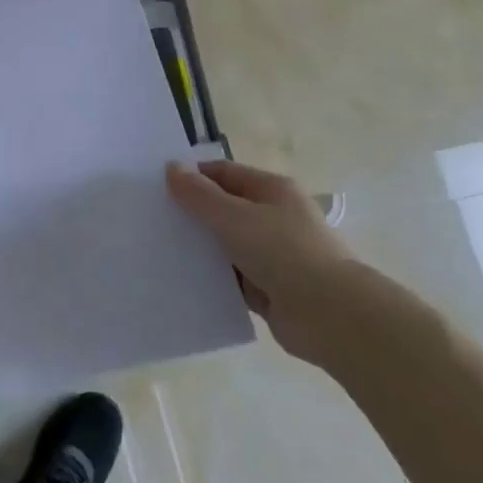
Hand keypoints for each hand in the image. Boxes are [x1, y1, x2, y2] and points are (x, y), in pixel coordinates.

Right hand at [167, 159, 401, 367]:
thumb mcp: (234, 217)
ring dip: (200, 249)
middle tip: (152, 220)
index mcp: (272, 190)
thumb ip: (200, 195)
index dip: (192, 177)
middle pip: (224, 208)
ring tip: (159, 250)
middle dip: (192, 214)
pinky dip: (213, 278)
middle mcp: (274, 217)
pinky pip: (232, 277)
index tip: (156, 188)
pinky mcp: (269, 288)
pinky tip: (183, 280)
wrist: (330, 315)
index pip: (224, 173)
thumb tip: (171, 167)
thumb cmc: (283, 252)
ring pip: (226, 245)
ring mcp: (273, 254)